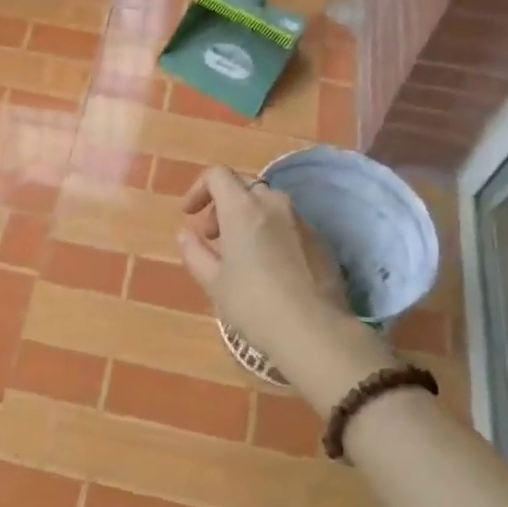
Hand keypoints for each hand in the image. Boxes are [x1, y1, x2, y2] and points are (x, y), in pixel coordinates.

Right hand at [178, 166, 389, 410]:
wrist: (315, 331)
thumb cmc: (254, 304)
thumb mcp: (214, 283)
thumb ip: (194, 252)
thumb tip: (185, 235)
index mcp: (243, 208)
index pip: (217, 175)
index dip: (199, 189)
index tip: (190, 215)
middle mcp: (274, 204)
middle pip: (244, 186)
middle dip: (223, 204)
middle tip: (214, 236)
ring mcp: (302, 220)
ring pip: (269, 203)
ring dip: (249, 217)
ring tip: (242, 252)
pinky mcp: (322, 239)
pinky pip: (290, 223)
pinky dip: (273, 231)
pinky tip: (272, 266)